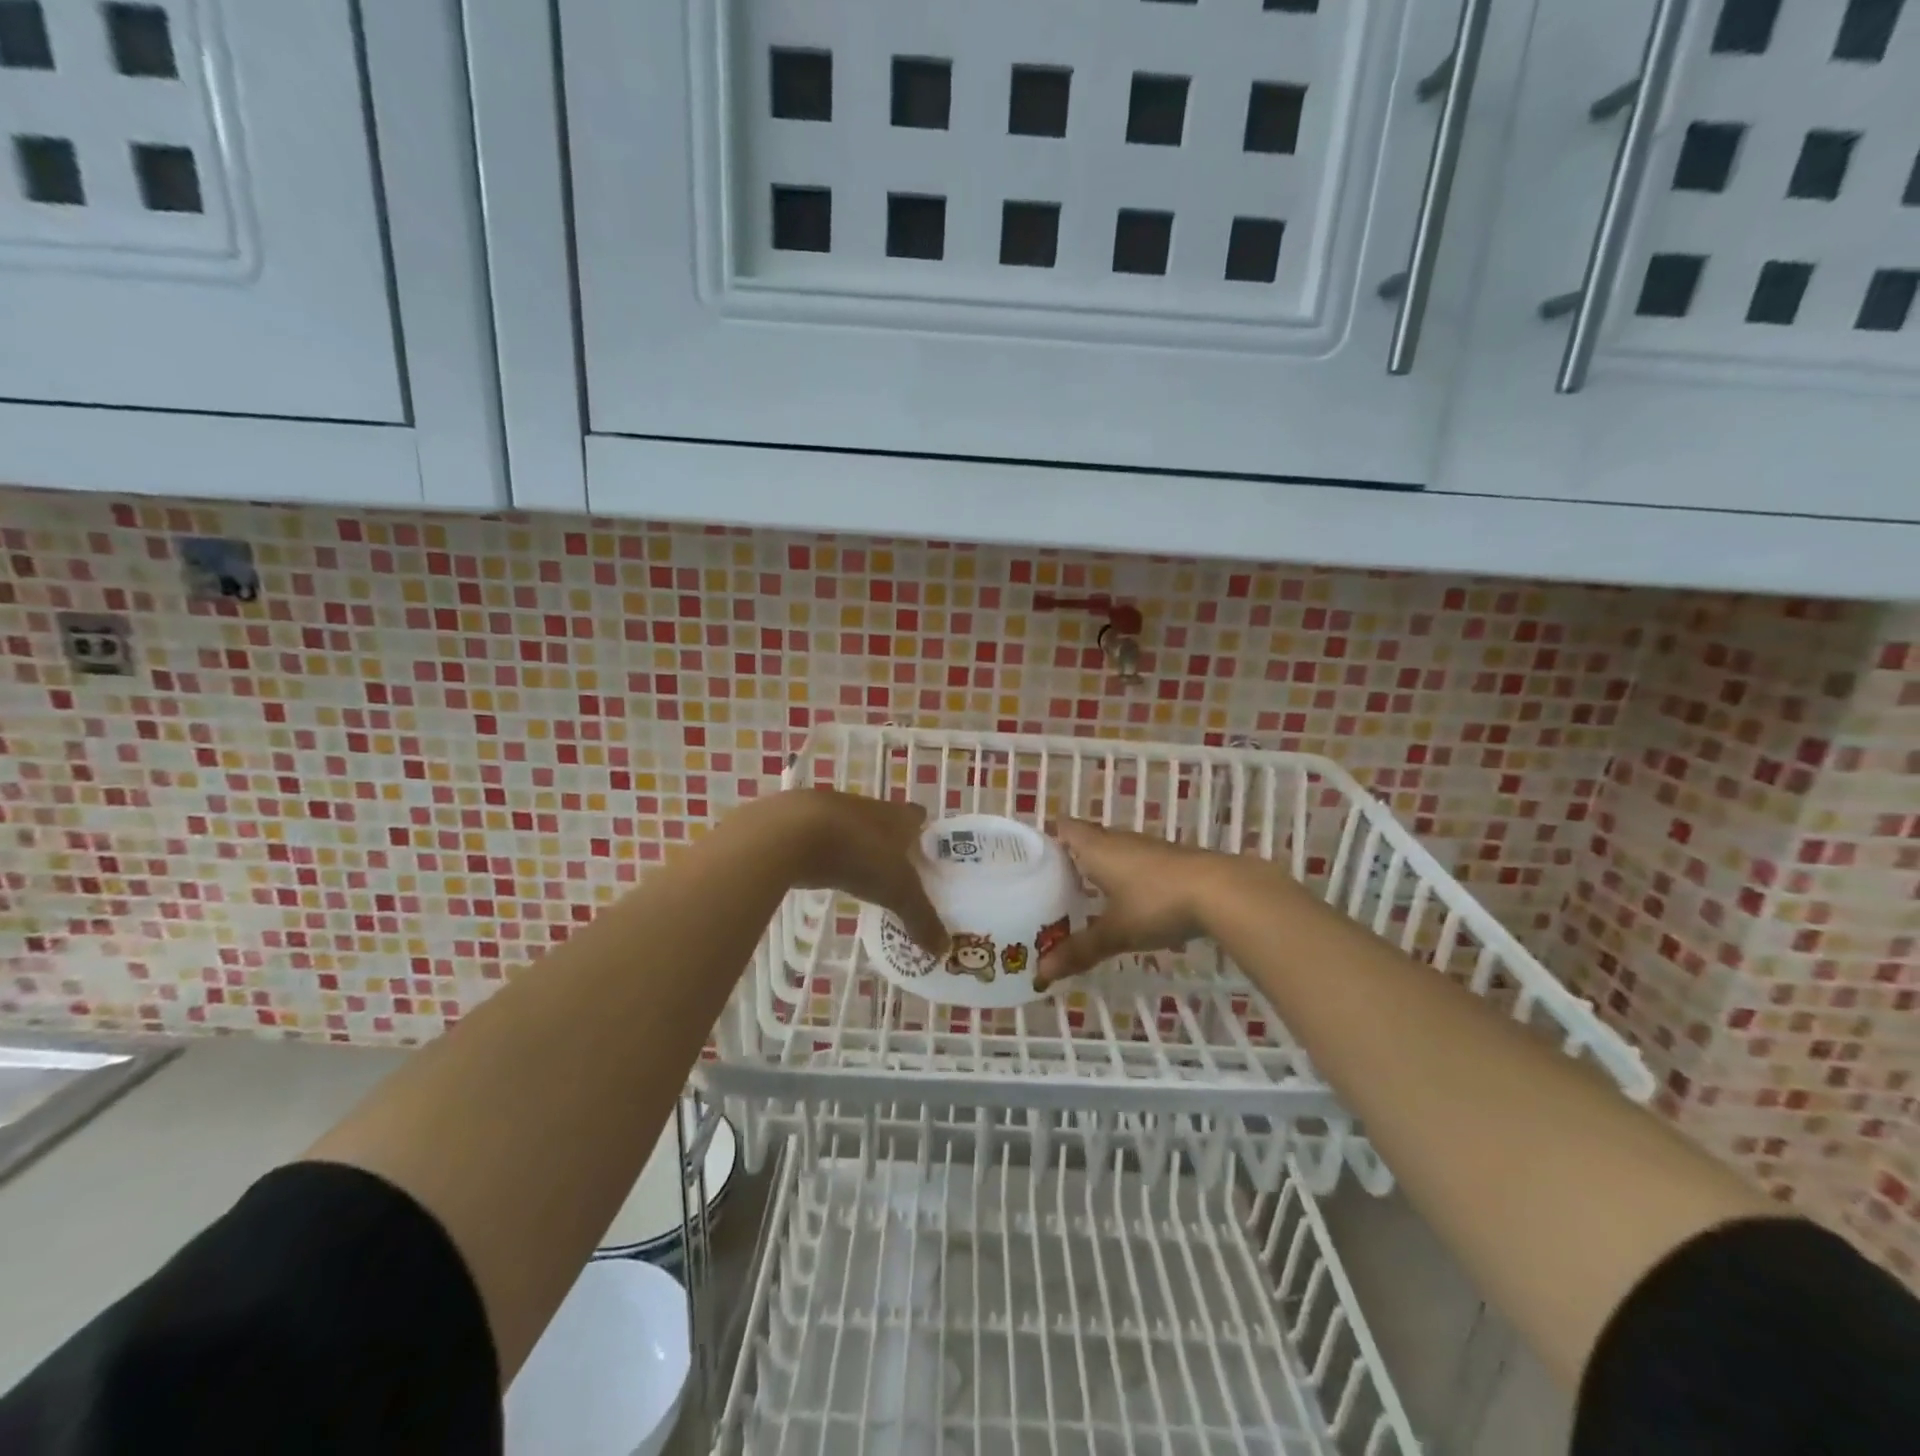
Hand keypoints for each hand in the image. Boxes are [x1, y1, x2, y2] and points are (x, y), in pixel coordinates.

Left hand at [769, 789, 949, 956]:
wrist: (793, 832)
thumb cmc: (858, 854)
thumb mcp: (896, 892)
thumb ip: (921, 919)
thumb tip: (944, 949)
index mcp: (898, 816)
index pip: (919, 817)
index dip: (925, 834)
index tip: (927, 856)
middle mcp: (870, 807)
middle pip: (887, 822)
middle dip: (892, 844)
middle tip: (898, 874)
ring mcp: (834, 811)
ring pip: (854, 828)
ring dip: (858, 847)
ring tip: (863, 876)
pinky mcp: (803, 821)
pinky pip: (824, 837)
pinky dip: (828, 852)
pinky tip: (827, 871)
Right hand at [1037, 819, 1235, 985]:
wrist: (1222, 892)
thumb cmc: (1157, 903)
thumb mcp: (1115, 932)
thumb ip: (1079, 950)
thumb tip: (1041, 972)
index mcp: (1096, 848)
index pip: (1064, 828)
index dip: (1048, 839)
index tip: (1032, 861)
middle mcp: (1119, 840)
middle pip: (1087, 839)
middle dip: (1070, 859)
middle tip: (1051, 886)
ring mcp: (1148, 849)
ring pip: (1113, 852)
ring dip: (1099, 869)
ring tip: (1084, 897)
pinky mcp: (1171, 861)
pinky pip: (1136, 864)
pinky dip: (1125, 879)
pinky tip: (1126, 903)